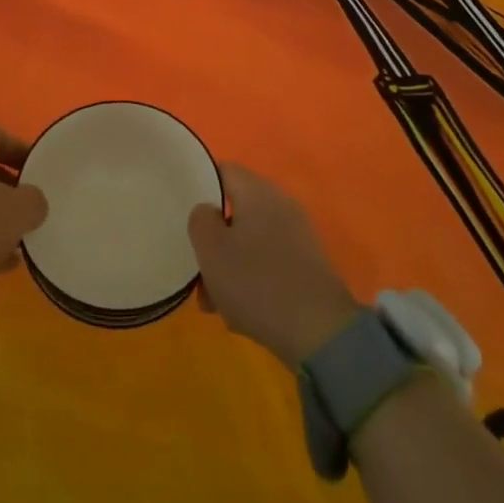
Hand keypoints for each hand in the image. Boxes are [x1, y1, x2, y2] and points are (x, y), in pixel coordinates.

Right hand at [188, 163, 360, 365]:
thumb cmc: (257, 282)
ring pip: (250, 241)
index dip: (200, 186)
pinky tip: (241, 312)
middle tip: (198, 269)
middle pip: (236, 210)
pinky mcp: (307, 265)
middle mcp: (281, 205)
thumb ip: (201, 220)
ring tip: (214, 302)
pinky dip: (252, 279)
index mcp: (258, 191)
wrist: (320, 332)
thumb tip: (208, 211)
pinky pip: (269, 261)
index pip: (223, 170)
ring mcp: (298, 235)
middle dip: (213, 240)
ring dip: (229, 265)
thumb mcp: (212, 250)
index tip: (183, 212)